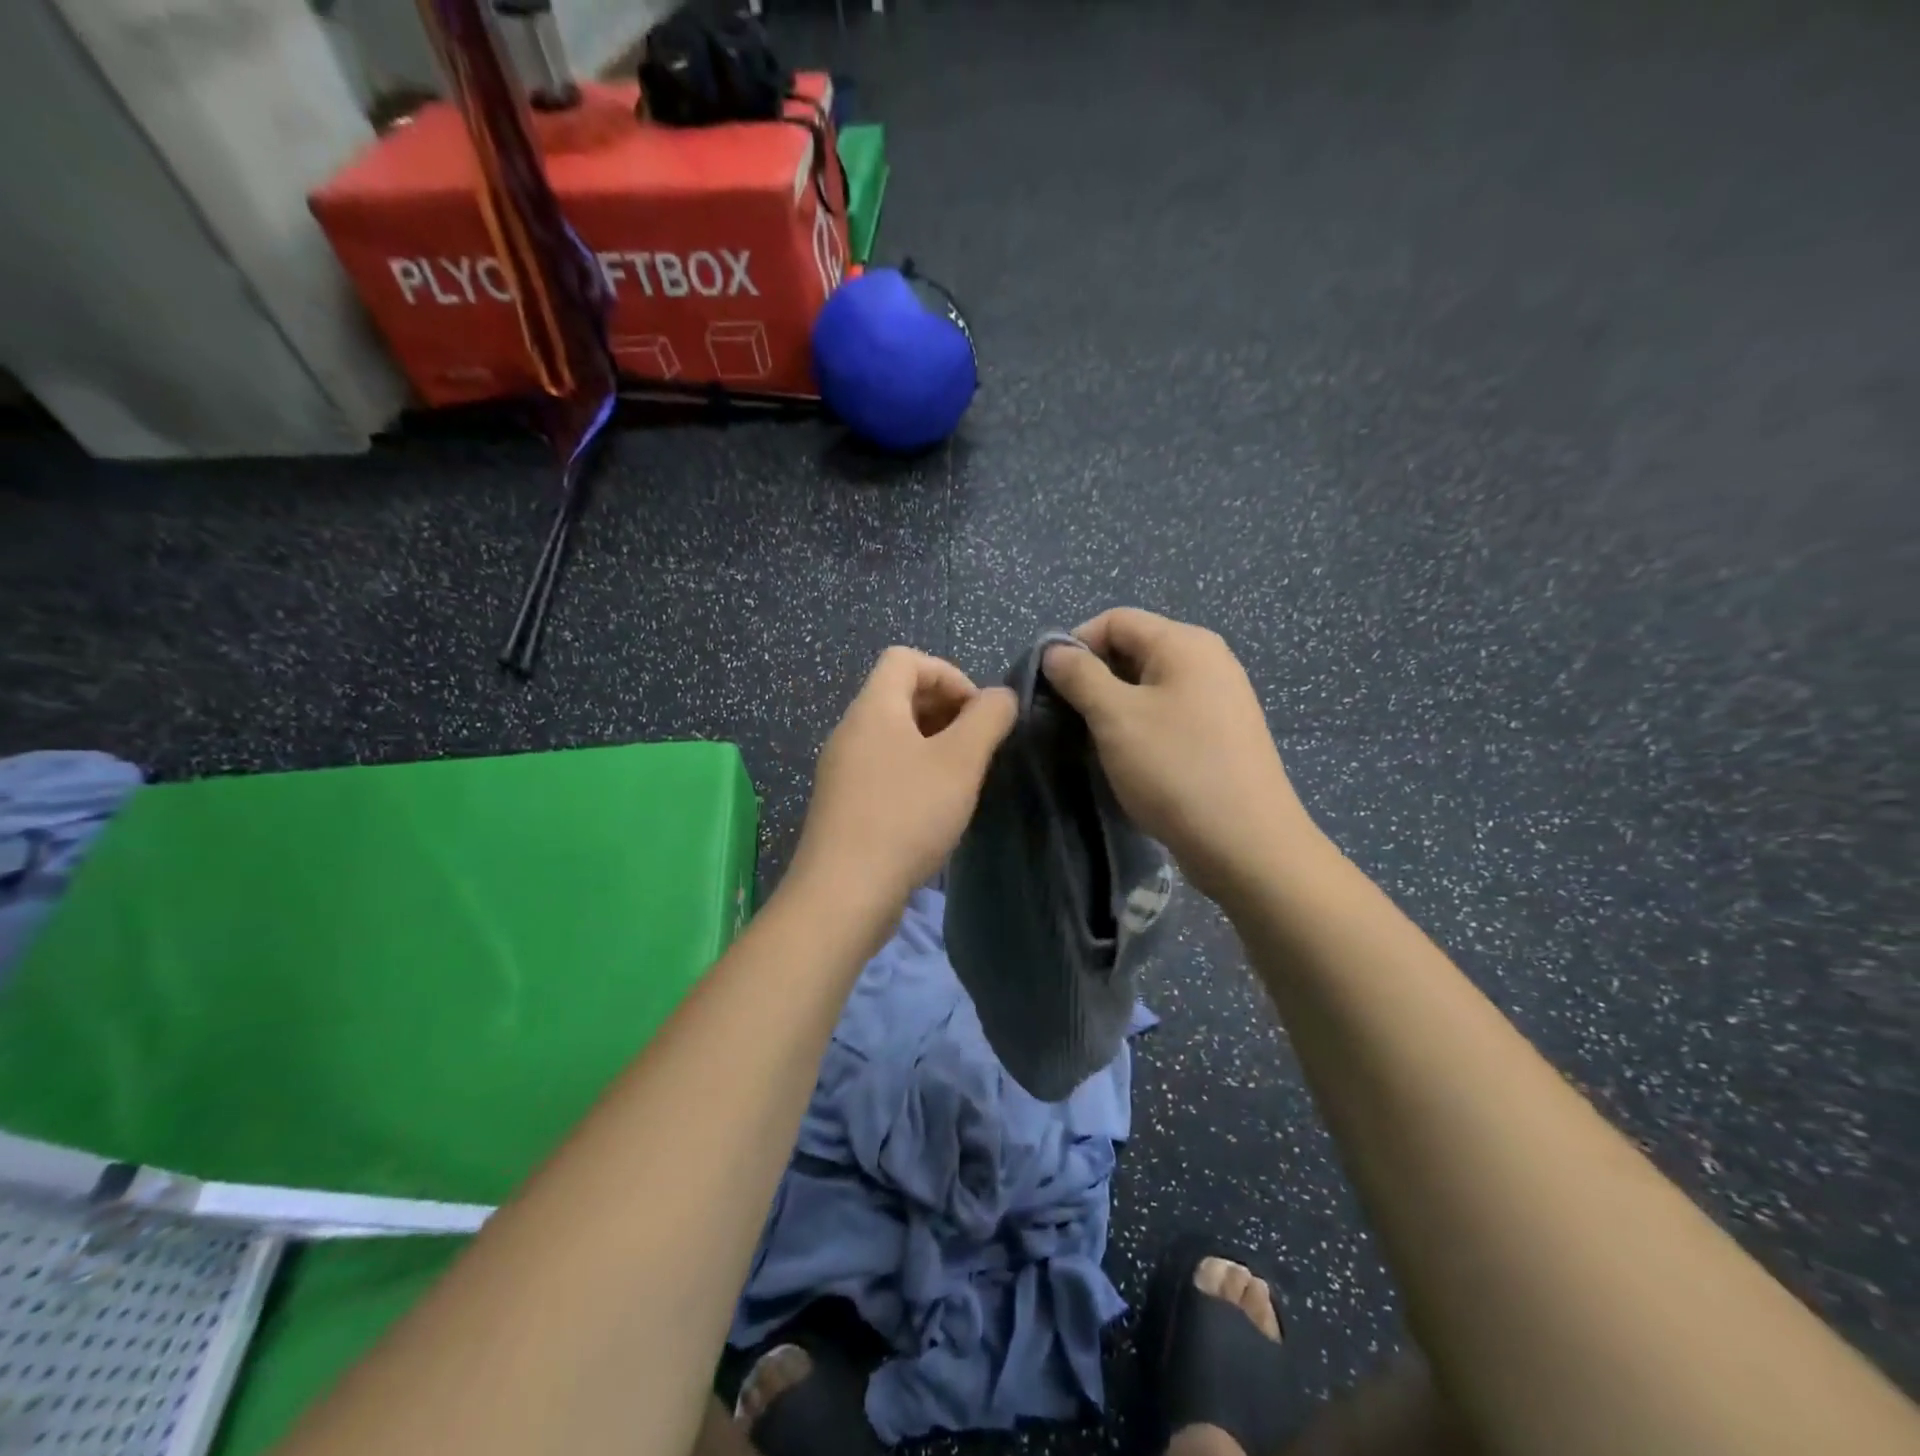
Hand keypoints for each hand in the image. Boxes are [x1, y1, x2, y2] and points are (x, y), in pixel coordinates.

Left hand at [789, 647, 1016, 920]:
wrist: (844, 893)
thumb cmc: (906, 815)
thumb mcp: (960, 762)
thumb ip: (988, 719)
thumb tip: (1001, 696)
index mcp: (873, 708)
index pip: (905, 659)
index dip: (948, 673)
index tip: (977, 713)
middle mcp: (851, 731)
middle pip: (899, 695)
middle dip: (945, 710)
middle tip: (977, 746)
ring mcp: (842, 770)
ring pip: (893, 736)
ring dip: (933, 744)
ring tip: (962, 777)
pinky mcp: (843, 804)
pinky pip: (883, 768)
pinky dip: (914, 772)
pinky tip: (935, 807)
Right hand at [1042, 608, 1319, 902]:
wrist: (1246, 844)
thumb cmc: (1175, 769)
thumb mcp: (1115, 717)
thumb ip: (1080, 675)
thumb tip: (1055, 650)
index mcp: (1185, 643)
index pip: (1115, 620)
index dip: (1075, 645)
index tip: (1050, 686)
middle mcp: (1208, 660)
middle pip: (1134, 650)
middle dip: (1094, 678)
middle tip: (1067, 718)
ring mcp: (1220, 698)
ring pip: (1150, 686)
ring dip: (1115, 706)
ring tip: (1093, 741)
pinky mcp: (1222, 734)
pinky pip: (1170, 714)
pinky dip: (1141, 727)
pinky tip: (1130, 759)